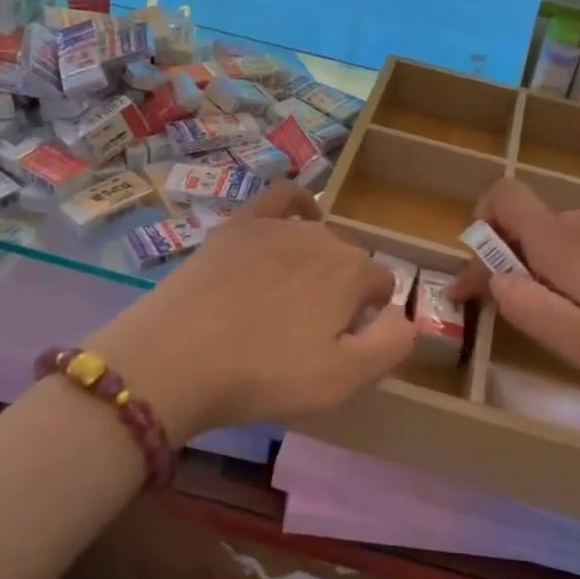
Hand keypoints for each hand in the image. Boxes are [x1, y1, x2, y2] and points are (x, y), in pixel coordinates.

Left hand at [85, 183, 413, 440]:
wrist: (174, 358)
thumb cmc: (263, 375)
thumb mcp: (344, 380)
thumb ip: (391, 344)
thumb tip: (405, 317)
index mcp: (352, 272)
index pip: (381, 285)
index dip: (369, 316)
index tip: (342, 345)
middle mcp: (322, 238)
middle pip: (349, 260)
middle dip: (344, 290)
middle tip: (310, 333)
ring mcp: (277, 226)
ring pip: (318, 236)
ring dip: (318, 263)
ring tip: (291, 300)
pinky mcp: (238, 225)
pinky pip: (281, 199)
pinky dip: (298, 206)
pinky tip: (299, 219)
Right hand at [451, 178, 579, 406]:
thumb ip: (527, 308)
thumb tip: (493, 279)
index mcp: (564, 243)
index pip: (504, 196)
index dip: (479, 226)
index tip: (477, 278)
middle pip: (531, 223)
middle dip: (509, 261)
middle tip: (519, 312)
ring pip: (566, 236)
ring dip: (547, 267)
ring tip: (570, 317)